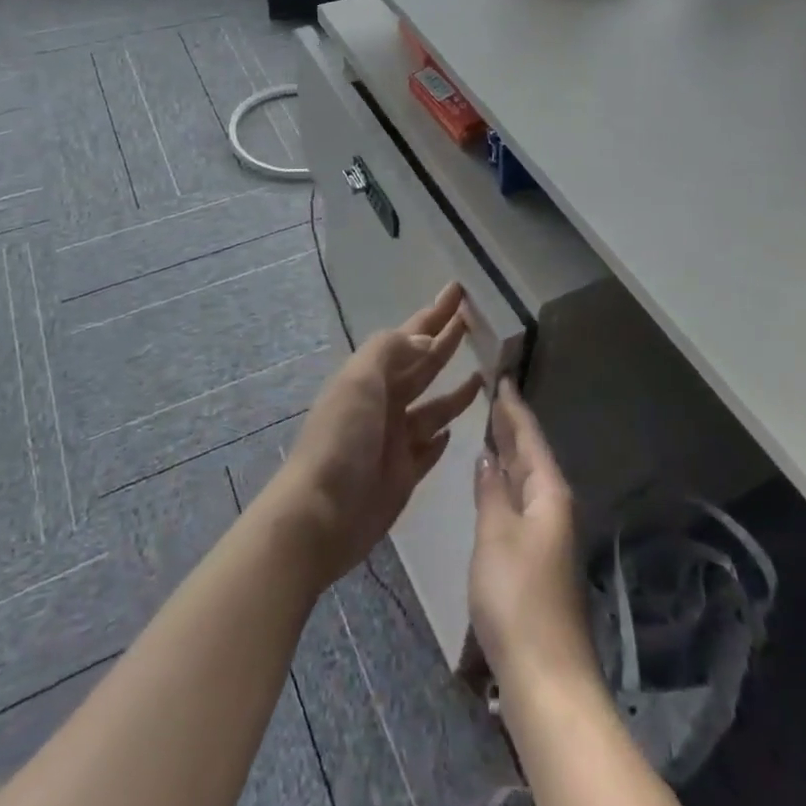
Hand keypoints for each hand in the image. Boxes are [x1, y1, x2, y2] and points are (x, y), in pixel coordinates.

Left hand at [267, 283, 483, 589]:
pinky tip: (457, 428)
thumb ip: (393, 351)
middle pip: (424, 365)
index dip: (435, 313)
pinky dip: (442, 436)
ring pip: (434, 406)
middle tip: (477, 321)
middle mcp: (386, 401)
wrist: (320, 515)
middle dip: (447, 341)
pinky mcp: (405, 474)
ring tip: (485, 372)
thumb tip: (428, 339)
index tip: (459, 290)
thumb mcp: (360, 380)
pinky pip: (429, 448)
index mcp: (372, 375)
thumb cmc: (341, 439)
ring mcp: (396, 439)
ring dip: (456, 389)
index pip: (411, 334)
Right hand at [469, 379, 596, 695]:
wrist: (545, 674)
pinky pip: (522, 500)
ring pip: (526, 478)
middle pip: (531, 455)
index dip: (514, 407)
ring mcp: (546, 532)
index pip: (529, 436)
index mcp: (548, 492)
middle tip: (491, 395)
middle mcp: (553, 505)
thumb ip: (490, 490)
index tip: (502, 377)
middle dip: (512, 426)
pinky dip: (507, 482)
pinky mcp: (537, 556)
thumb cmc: (517, 596)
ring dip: (509, 453)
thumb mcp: (496, 534)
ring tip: (489, 427)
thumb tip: (488, 454)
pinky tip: (493, 481)